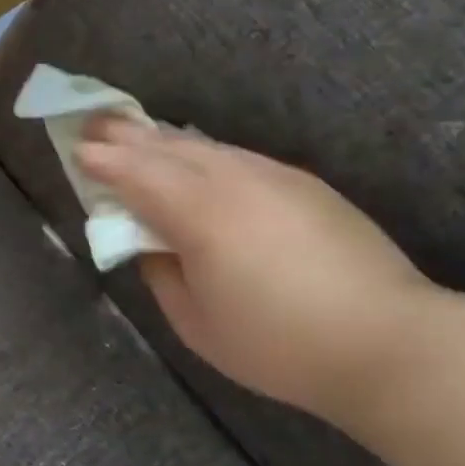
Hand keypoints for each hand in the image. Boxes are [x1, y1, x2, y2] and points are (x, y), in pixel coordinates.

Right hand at [74, 116, 436, 422]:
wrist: (386, 342)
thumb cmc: (276, 344)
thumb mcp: (195, 322)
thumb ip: (162, 273)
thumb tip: (152, 244)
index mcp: (200, 215)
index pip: (138, 175)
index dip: (104, 161)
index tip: (77, 148)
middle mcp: (235, 181)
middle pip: (170, 148)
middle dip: (129, 135)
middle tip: (97, 121)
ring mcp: (275, 178)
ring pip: (207, 148)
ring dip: (166, 140)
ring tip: (139, 135)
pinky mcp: (305, 186)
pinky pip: (238, 157)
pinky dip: (204, 153)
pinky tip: (198, 160)